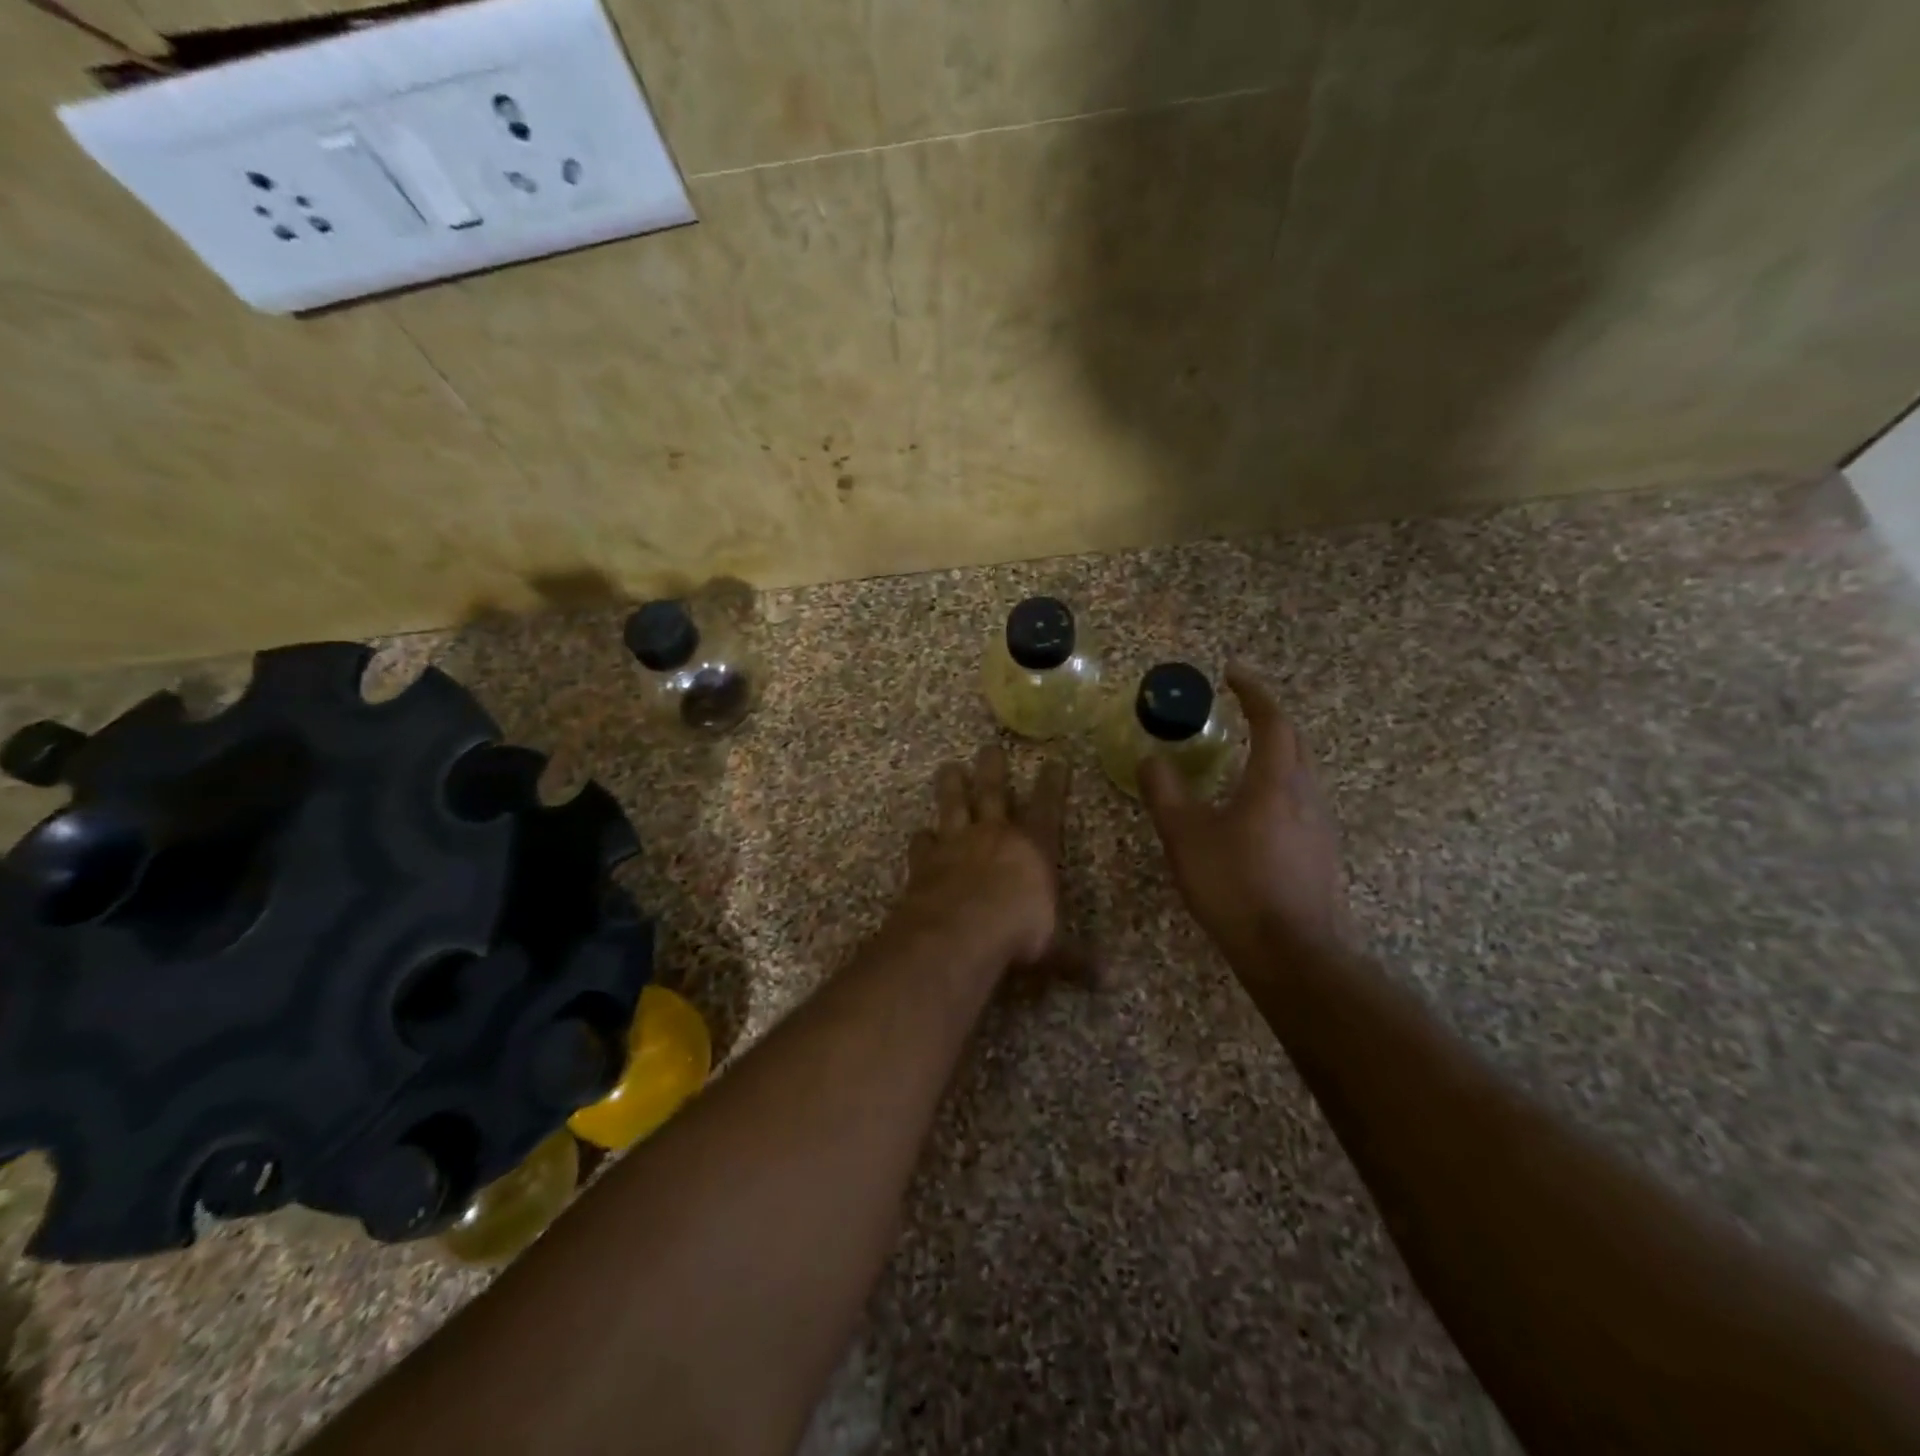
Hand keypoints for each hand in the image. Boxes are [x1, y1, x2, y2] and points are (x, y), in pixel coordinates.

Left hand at [890, 746, 1076, 979]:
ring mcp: (956, 844)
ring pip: (953, 804)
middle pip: (994, 792)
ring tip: (948, 767)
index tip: (1055, 760)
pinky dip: (922, 838)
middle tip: (989, 748)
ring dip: (951, 786)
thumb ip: (1074, 959)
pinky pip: (923, 843)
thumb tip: (1107, 981)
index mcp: (1032, 848)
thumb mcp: (1053, 949)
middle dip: (994, 769)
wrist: (961, 931)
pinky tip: (919, 834)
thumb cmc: (1017, 933)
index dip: (1053, 784)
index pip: (1048, 807)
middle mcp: (994, 835)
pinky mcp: (925, 861)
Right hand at [1140, 664, 1350, 961]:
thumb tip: (1151, 758)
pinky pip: (1301, 803)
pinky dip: (1279, 788)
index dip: (1253, 693)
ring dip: (1276, 755)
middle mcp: (1306, 795)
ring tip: (1244, 758)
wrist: (1292, 953)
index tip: (1232, 674)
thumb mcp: (1185, 836)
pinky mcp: (1322, 855)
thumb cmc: (1235, 885)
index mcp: (1276, 781)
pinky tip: (1256, 813)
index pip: (1272, 721)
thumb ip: (1165, 792)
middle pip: (1294, 742)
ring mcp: (1320, 827)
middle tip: (1241, 711)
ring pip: (1301, 774)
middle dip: (1269, 720)